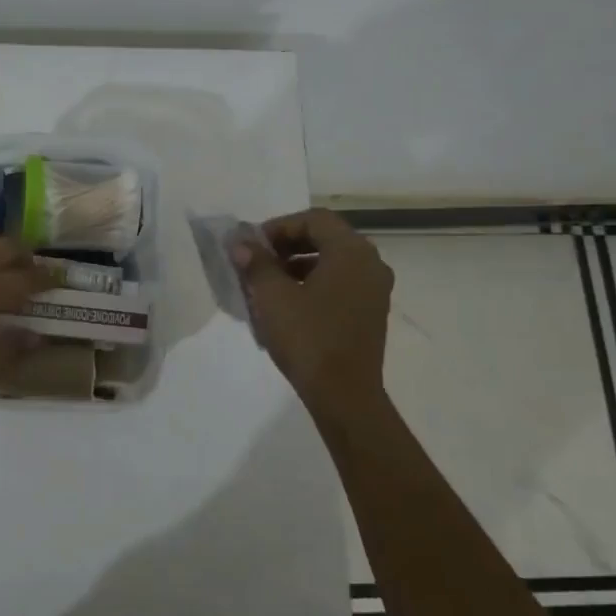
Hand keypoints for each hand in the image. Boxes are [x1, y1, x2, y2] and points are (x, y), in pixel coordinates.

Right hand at [233, 208, 393, 415]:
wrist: (344, 395)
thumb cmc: (308, 339)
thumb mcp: (272, 297)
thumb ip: (256, 263)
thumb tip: (240, 242)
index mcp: (351, 252)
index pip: (314, 219)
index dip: (278, 226)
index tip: (252, 246)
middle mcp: (370, 264)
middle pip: (325, 238)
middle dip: (286, 245)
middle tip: (256, 262)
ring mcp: (374, 290)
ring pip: (332, 262)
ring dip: (297, 265)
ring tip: (266, 285)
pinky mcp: (370, 313)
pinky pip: (340, 284)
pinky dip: (313, 284)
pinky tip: (287, 306)